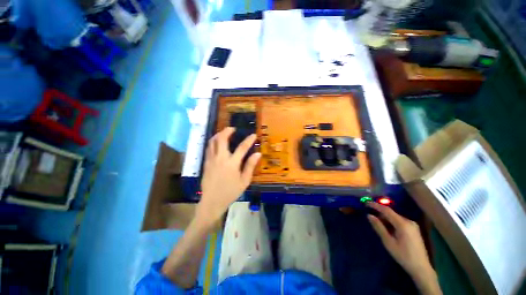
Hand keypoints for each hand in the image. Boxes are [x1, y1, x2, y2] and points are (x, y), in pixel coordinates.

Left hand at [197, 127, 260, 223]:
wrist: (212, 202)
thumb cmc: (230, 192)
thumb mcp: (244, 181)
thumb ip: (250, 166)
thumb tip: (258, 154)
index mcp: (232, 163)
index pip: (242, 147)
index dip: (249, 140)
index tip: (253, 135)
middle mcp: (221, 158)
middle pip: (222, 139)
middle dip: (227, 131)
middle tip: (233, 129)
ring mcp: (211, 160)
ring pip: (212, 142)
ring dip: (218, 134)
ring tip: (224, 133)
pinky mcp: (206, 163)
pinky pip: (209, 148)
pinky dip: (213, 142)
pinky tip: (217, 143)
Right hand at [367, 202, 441, 294]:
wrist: (421, 268)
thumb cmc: (403, 255)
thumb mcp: (388, 242)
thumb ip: (379, 227)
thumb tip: (369, 215)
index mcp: (403, 224)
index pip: (387, 210)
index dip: (376, 206)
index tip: (366, 203)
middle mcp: (409, 221)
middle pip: (391, 214)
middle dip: (380, 214)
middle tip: (371, 217)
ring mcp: (413, 225)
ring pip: (395, 218)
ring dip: (386, 219)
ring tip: (379, 225)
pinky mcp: (414, 229)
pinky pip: (400, 222)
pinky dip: (392, 223)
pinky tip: (389, 230)